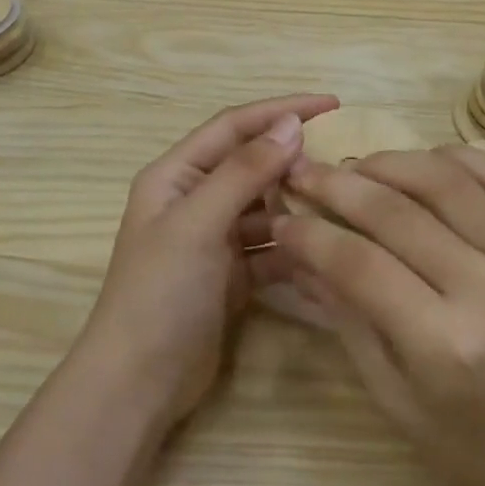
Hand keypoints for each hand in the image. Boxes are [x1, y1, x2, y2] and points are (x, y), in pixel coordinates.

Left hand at [79, 93, 339, 431]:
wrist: (138, 382)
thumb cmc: (160, 292)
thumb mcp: (199, 223)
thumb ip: (244, 171)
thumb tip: (291, 124)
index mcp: (176, 175)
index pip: (234, 126)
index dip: (280, 109)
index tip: (332, 104)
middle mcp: (195, 200)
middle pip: (252, 165)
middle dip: (294, 159)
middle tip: (347, 158)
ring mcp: (214, 239)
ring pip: (266, 208)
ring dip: (298, 205)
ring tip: (344, 203)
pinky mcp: (232, 274)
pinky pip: (271, 247)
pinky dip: (295, 247)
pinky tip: (328, 249)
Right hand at [274, 146, 484, 485]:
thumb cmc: (475, 446)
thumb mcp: (396, 400)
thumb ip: (349, 322)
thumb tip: (301, 258)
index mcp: (443, 344)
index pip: (359, 264)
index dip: (310, 236)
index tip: (281, 219)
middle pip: (397, 212)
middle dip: (337, 185)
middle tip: (302, 172)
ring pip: (447, 180)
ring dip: (391, 161)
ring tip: (355, 165)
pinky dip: (456, 157)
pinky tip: (422, 162)